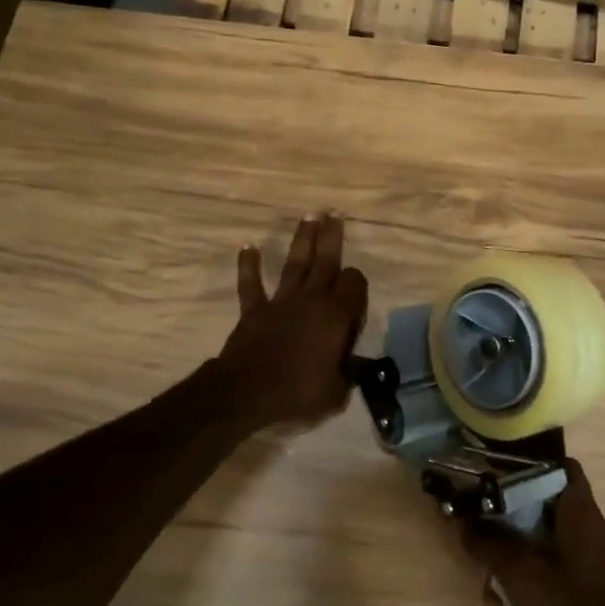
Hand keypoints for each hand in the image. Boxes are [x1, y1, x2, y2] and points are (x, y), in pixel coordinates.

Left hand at [217, 213, 368, 430]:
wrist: (247, 392)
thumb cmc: (297, 392)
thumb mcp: (336, 393)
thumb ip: (348, 375)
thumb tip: (354, 369)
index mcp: (335, 316)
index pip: (354, 283)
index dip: (357, 284)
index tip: (355, 295)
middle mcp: (311, 300)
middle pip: (326, 260)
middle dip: (332, 236)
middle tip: (335, 212)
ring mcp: (280, 302)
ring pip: (295, 264)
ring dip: (302, 239)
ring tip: (309, 216)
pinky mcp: (255, 310)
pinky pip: (251, 284)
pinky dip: (249, 265)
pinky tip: (248, 246)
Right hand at [462, 458, 604, 605]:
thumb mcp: (519, 573)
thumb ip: (488, 541)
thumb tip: (462, 519)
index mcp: (580, 515)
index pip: (560, 467)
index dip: (527, 465)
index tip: (493, 476)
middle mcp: (585, 533)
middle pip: (537, 509)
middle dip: (503, 529)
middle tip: (477, 544)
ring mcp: (583, 566)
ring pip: (534, 548)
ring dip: (506, 571)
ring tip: (490, 604)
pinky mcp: (578, 594)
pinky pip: (542, 578)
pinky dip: (520, 593)